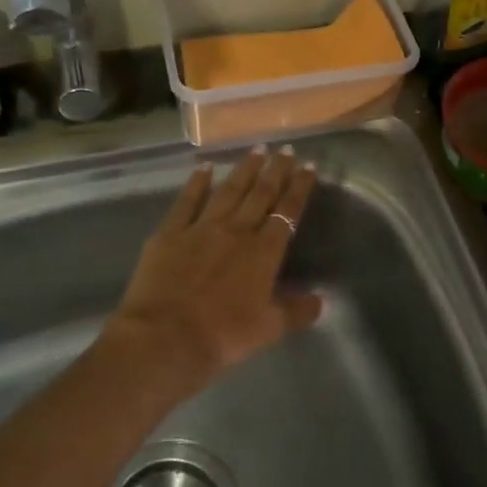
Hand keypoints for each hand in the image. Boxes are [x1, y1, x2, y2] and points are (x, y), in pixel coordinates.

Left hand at [104, 146, 322, 385]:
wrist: (166, 338)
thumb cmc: (223, 336)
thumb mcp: (269, 329)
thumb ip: (296, 312)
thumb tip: (320, 300)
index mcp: (264, 252)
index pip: (287, 212)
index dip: (300, 188)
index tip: (309, 166)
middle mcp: (236, 231)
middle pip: (260, 194)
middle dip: (276, 170)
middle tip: (285, 149)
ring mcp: (201, 227)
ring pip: (228, 190)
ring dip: (244, 169)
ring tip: (256, 150)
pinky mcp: (170, 232)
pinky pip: (187, 200)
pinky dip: (197, 182)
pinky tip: (204, 167)